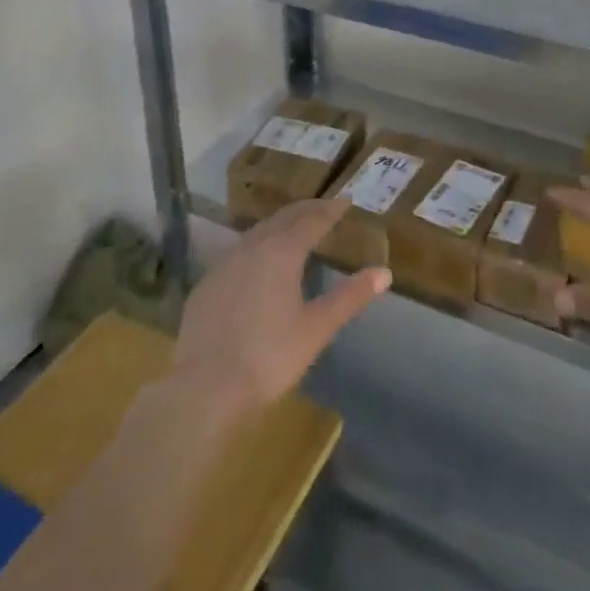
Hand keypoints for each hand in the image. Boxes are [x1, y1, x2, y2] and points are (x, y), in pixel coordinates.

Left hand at [173, 197, 390, 414]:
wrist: (205, 388)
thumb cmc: (269, 356)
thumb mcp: (317, 329)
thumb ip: (350, 297)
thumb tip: (384, 273)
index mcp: (282, 252)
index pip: (311, 220)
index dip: (330, 210)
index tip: (345, 202)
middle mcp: (252, 247)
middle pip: (283, 218)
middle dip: (305, 210)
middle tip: (323, 207)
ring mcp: (224, 264)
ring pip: (257, 232)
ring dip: (279, 225)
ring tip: (294, 229)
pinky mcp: (206, 285)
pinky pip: (237, 253)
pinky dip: (256, 247)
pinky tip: (257, 263)